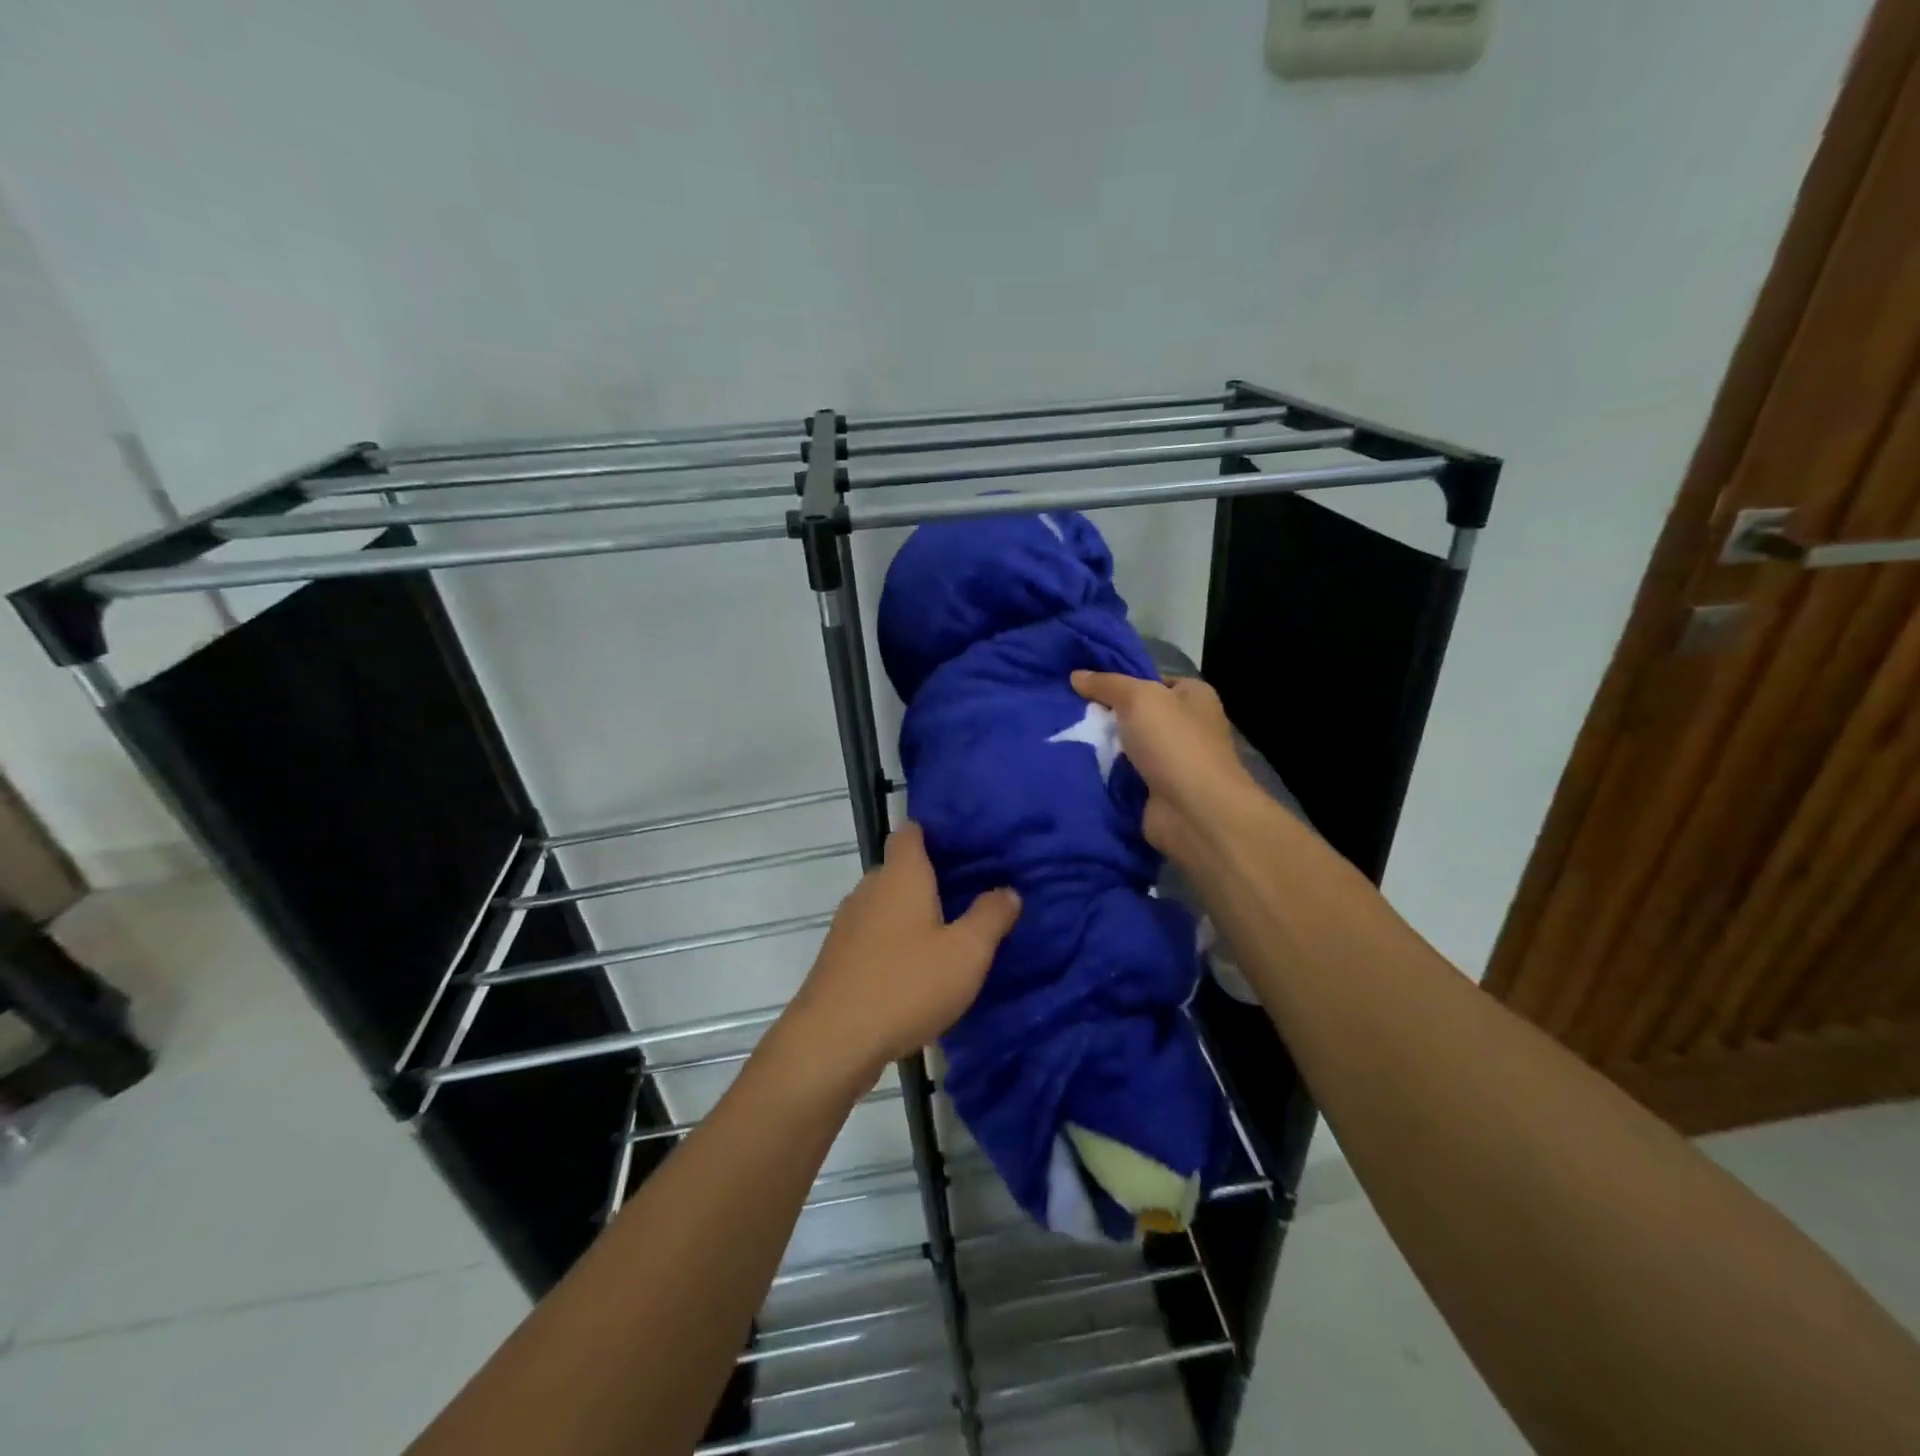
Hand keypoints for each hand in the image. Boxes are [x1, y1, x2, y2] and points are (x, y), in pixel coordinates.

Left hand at [785, 823, 1020, 1080]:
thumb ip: (990, 917)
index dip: (931, 832)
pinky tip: (914, 970)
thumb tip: (1008, 890)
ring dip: (910, 914)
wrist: (833, 1040)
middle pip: (898, 869)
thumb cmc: (906, 984)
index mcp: (900, 876)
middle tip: (966, 892)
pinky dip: (893, 942)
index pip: (909, 833)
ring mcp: (848, 925)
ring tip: (946, 931)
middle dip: (928, 877)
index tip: (959, 842)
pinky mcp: (838, 958)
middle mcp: (869, 890)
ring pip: (884, 905)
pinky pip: (872, 936)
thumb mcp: (966, 953)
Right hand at [1072, 669, 1256, 865]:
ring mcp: (1172, 761)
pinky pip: (1122, 775)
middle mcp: (1186, 726)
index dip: (1120, 681)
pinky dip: (1103, 772)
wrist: (1194, 812)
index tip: (1084, 684)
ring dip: (1100, 745)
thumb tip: (1076, 675)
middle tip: (1066, 710)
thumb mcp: (1139, 698)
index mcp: (1193, 696)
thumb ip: (1107, 684)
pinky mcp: (1156, 791)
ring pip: (1126, 746)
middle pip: (1136, 714)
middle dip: (1104, 714)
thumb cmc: (1174, 744)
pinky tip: (1074, 764)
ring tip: (1061, 735)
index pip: (1151, 681)